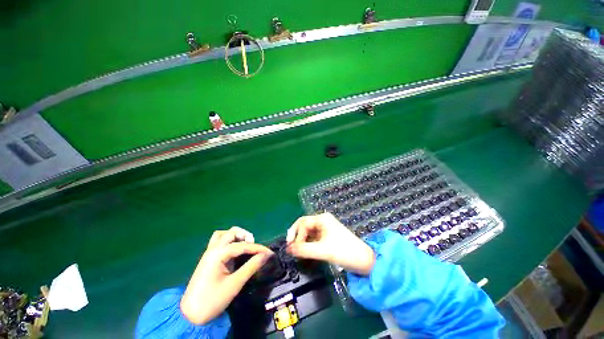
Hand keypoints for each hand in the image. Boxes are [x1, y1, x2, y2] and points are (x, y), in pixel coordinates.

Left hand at [180, 227, 272, 323]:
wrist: (190, 315)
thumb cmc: (213, 300)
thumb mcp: (235, 284)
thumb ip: (251, 266)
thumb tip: (266, 255)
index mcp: (218, 254)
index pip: (243, 245)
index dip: (258, 248)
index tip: (270, 252)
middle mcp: (213, 249)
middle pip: (231, 232)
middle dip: (245, 236)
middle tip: (254, 247)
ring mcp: (209, 253)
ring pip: (223, 234)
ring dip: (235, 236)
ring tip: (244, 245)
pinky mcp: (208, 258)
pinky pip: (219, 242)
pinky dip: (229, 241)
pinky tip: (234, 251)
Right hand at [286, 213, 374, 274]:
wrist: (365, 261)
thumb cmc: (345, 252)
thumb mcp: (323, 251)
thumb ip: (304, 249)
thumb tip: (288, 249)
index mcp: (322, 219)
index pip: (303, 223)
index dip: (296, 235)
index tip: (293, 249)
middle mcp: (323, 220)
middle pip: (304, 225)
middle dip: (296, 235)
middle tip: (291, 248)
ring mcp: (325, 228)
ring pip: (308, 232)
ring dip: (301, 240)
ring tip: (297, 252)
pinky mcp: (327, 236)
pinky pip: (313, 237)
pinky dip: (307, 244)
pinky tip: (305, 251)